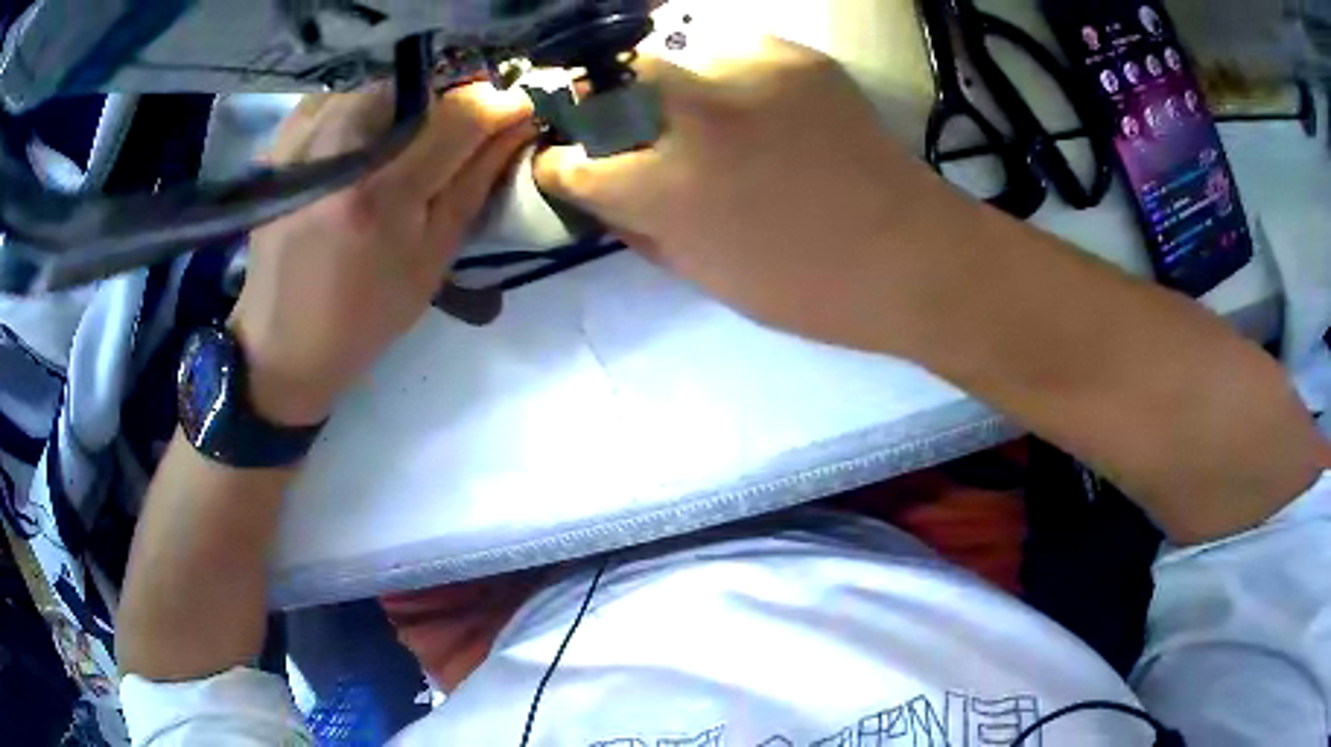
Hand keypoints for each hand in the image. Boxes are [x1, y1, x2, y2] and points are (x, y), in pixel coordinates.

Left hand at [230, 83, 533, 424]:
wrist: (283, 339)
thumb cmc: (365, 315)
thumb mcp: (432, 260)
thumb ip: (474, 184)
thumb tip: (514, 126)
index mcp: (383, 194)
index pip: (459, 116)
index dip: (497, 105)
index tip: (516, 111)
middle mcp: (339, 153)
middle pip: (418, 90)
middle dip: (447, 105)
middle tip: (453, 138)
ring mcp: (302, 144)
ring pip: (377, 87)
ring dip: (403, 106)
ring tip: (403, 143)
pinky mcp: (280, 144)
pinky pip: (337, 98)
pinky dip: (360, 109)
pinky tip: (360, 143)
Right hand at [534, 38, 951, 348]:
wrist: (910, 255)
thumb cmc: (808, 289)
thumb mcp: (704, 276)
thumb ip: (641, 229)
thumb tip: (605, 195)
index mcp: (666, 189)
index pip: (573, 163)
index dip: (560, 165)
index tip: (565, 164)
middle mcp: (693, 118)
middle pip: (605, 82)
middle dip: (599, 105)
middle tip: (619, 124)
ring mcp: (745, 76)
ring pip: (669, 57)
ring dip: (667, 87)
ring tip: (697, 112)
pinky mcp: (793, 57)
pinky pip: (733, 51)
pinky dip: (728, 75)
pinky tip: (755, 103)